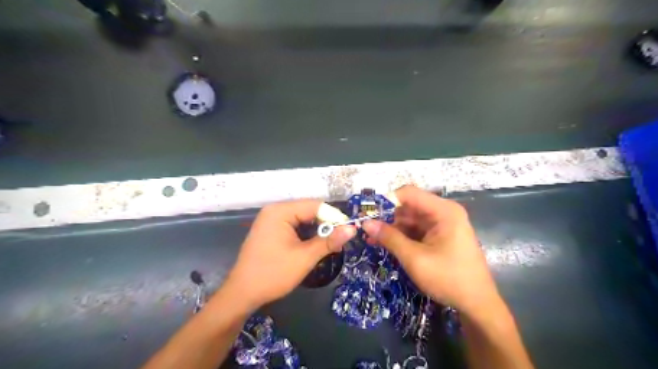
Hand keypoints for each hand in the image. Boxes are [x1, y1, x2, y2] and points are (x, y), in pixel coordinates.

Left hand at [222, 200, 353, 309]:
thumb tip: (352, 229)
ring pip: (303, 219)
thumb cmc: (273, 274)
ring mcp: (271, 220)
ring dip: (317, 230)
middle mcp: (275, 210)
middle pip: (309, 210)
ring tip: (331, 245)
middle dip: (326, 224)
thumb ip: (329, 241)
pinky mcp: (271, 230)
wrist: (242, 294)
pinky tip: (315, 245)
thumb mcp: (305, 257)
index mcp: (280, 211)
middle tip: (340, 241)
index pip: (315, 205)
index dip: (334, 217)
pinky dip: (306, 234)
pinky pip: (294, 226)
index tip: (349, 231)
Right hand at [362, 186, 496, 315]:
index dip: (386, 200)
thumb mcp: (415, 258)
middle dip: (386, 217)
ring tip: (371, 239)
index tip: (368, 213)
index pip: (408, 193)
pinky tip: (385, 244)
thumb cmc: (448, 279)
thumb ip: (389, 238)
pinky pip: (416, 230)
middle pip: (408, 206)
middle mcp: (443, 212)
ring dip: (391, 228)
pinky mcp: (440, 236)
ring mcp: (442, 224)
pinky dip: (401, 236)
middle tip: (366, 229)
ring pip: (410, 219)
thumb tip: (365, 223)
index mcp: (443, 211)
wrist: (477, 304)